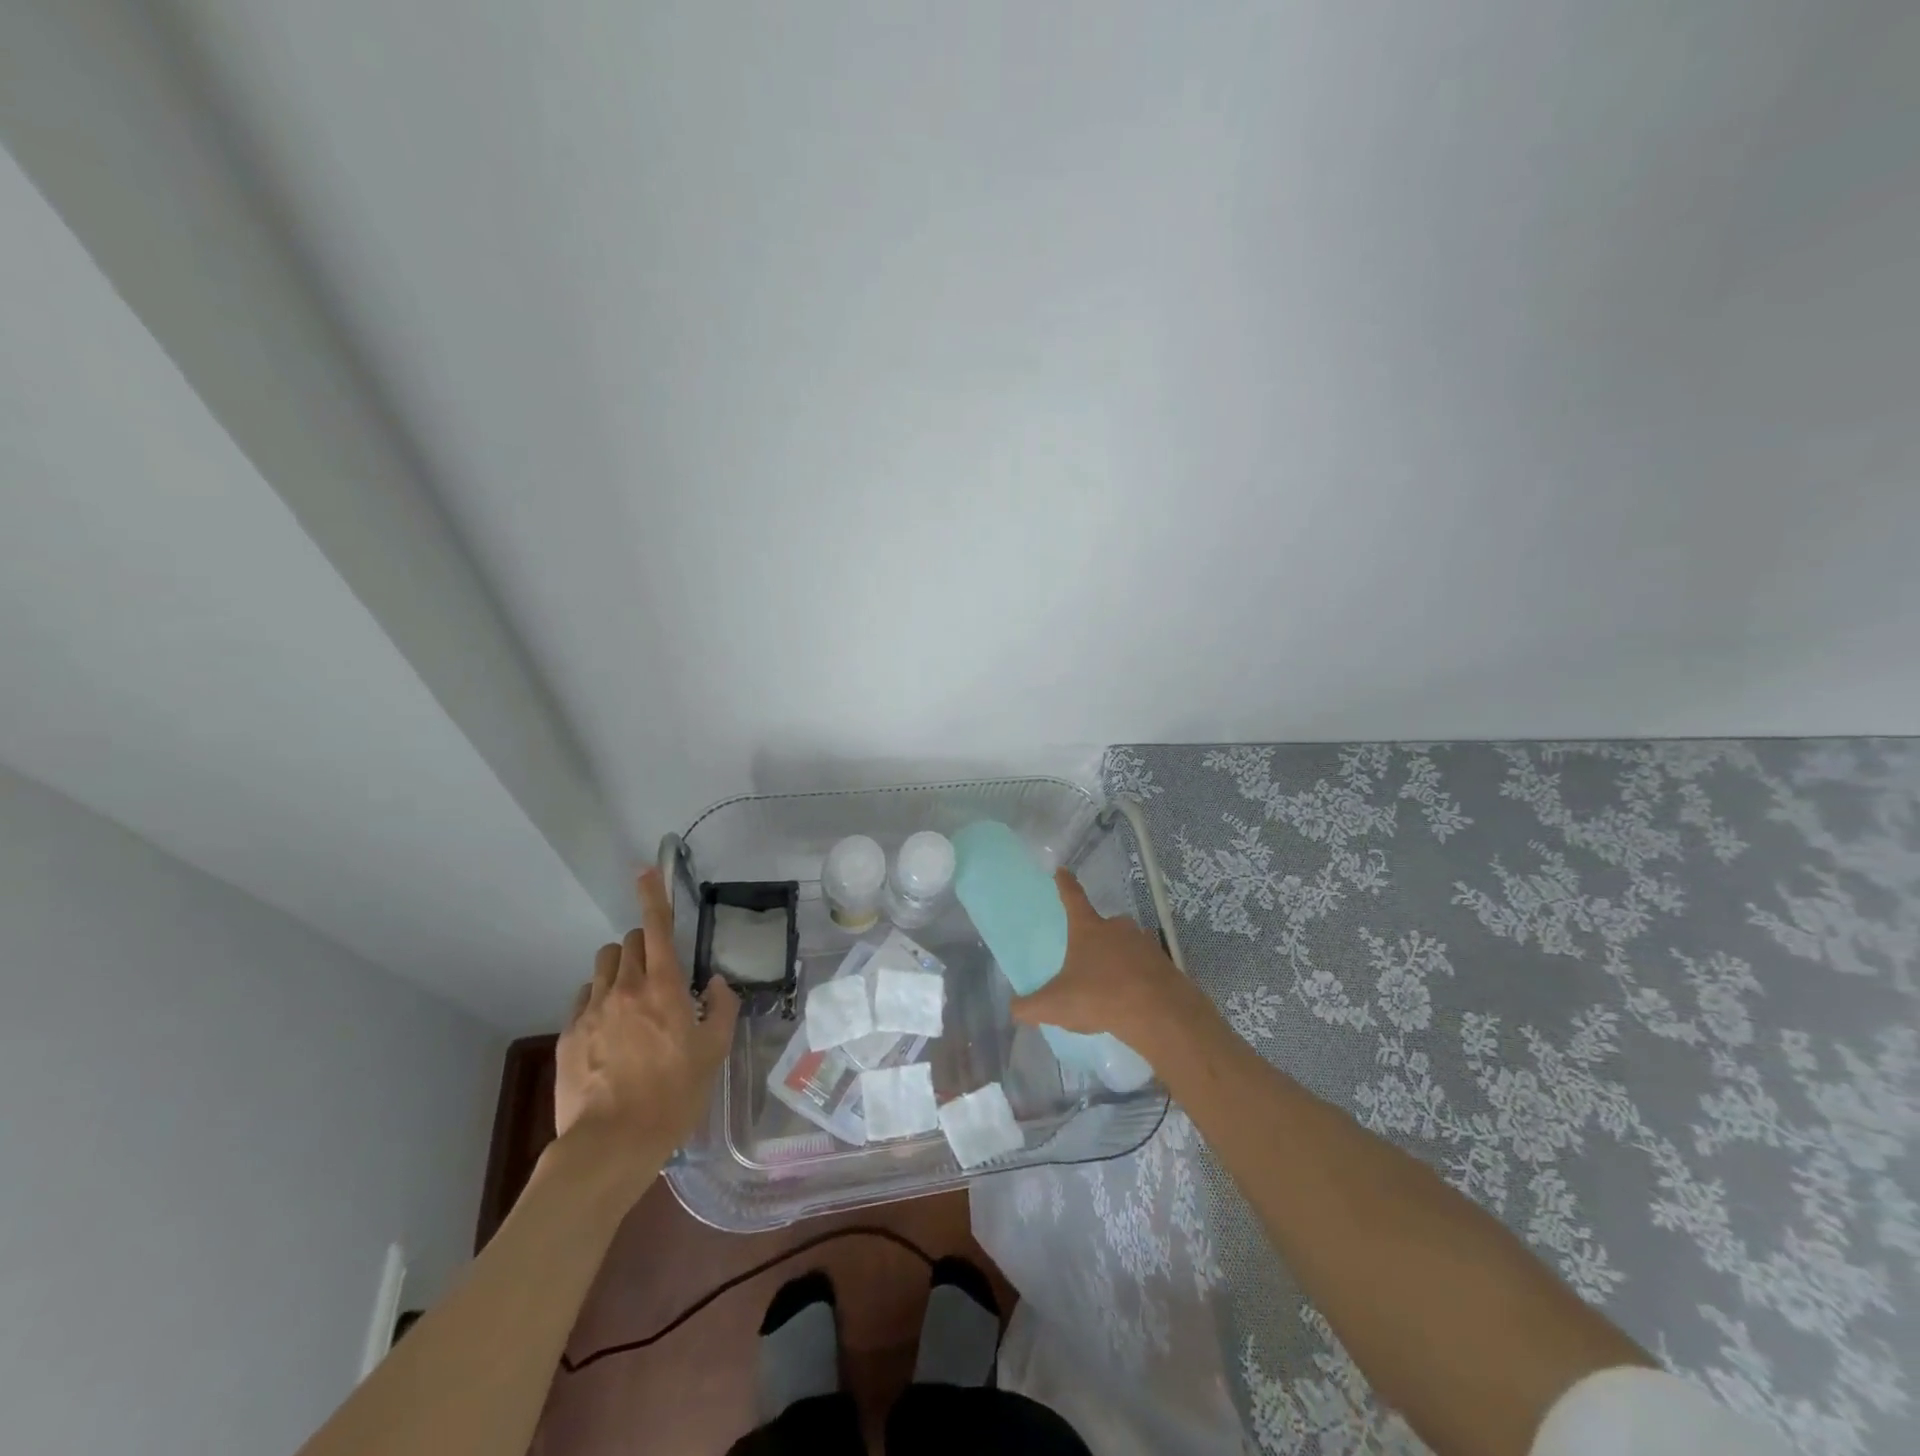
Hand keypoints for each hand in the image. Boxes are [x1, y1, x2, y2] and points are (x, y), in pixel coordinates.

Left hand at [553, 869, 738, 1187]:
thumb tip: (716, 982)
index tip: (646, 871)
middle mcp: (624, 988)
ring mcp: (591, 1011)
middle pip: (629, 942)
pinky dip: (599, 1001)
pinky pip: (584, 999)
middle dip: (646, 944)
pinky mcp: (567, 1035)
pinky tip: (609, 1031)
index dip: (653, 895)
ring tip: (632, 1001)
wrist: (611, 1144)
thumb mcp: (714, 1052)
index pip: (657, 927)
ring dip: (620, 970)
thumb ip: (722, 1007)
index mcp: (663, 987)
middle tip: (660, 972)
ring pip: (603, 967)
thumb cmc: (674, 1095)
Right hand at [1009, 869, 1213, 1059]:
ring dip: (1118, 959)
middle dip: (1095, 937)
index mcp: (1088, 928)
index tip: (1062, 870)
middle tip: (1087, 958)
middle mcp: (1117, 928)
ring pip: (1127, 945)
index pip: (1072, 898)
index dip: (1065, 884)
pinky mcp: (1164, 964)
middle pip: (1103, 924)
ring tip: (1110, 986)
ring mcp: (1144, 944)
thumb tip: (1014, 1008)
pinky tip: (1131, 1000)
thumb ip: (1030, 1006)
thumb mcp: (1055, 1005)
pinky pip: (1145, 967)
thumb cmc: (1100, 997)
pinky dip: (1137, 978)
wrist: (1159, 1014)